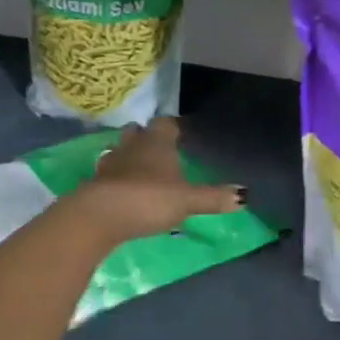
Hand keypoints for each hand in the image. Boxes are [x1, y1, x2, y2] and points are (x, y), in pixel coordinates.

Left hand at [69, 118, 247, 245]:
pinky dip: (115, 179)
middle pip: (138, 132)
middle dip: (147, 138)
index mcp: (157, 142)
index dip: (173, 127)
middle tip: (159, 151)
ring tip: (140, 171)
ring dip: (129, 157)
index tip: (180, 134)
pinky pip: (108, 174)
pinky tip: (122, 191)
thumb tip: (245, 195)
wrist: (99, 216)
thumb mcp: (187, 201)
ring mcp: (110, 163)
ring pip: (120, 151)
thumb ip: (214, 197)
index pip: (166, 123)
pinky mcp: (94, 183)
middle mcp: (133, 145)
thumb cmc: (149, 199)